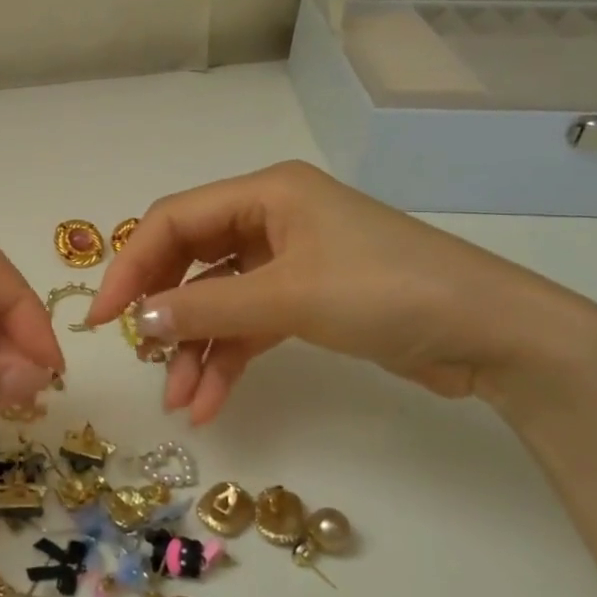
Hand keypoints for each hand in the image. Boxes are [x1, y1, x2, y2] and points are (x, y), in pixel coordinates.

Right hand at [84, 161, 592, 423]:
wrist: (492, 335)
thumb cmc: (388, 291)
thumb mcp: (289, 296)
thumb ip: (207, 308)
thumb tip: (140, 320)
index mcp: (265, 193)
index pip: (174, 221)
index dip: (131, 266)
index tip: (104, 318)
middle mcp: (271, 219)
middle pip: (190, 261)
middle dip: (165, 312)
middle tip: (140, 356)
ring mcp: (289, 262)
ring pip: (218, 302)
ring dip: (195, 350)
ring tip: (180, 402)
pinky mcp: (308, 301)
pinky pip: (248, 326)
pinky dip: (227, 361)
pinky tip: (210, 402)